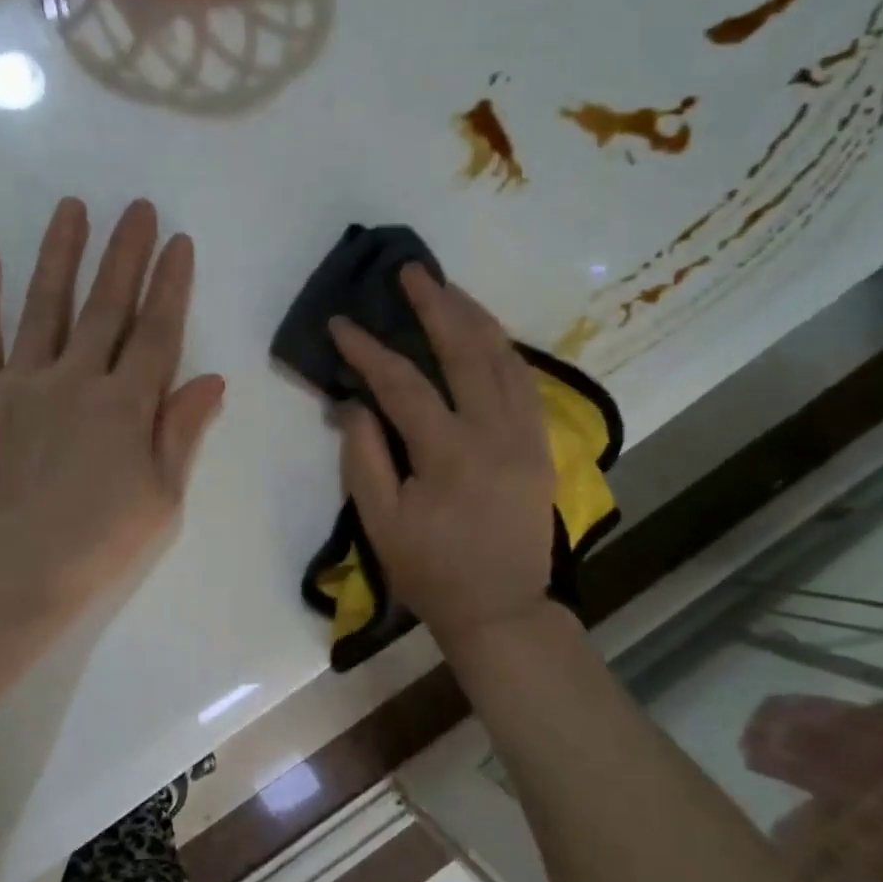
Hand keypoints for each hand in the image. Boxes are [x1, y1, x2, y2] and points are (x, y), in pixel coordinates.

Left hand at [0, 197, 224, 617]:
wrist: (8, 574)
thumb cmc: (95, 543)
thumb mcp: (160, 497)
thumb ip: (181, 431)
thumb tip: (212, 378)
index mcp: (125, 405)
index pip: (157, 331)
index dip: (170, 284)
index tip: (178, 242)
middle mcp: (76, 379)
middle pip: (107, 305)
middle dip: (125, 253)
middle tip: (137, 207)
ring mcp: (22, 382)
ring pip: (45, 305)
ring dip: (60, 254)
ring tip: (72, 208)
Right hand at [330, 266, 556, 650]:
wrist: (501, 609)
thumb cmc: (431, 572)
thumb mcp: (381, 523)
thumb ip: (364, 457)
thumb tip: (352, 403)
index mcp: (449, 454)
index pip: (402, 384)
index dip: (368, 351)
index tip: (341, 324)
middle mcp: (494, 433)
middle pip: (465, 352)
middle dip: (435, 306)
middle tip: (411, 272)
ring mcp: (526, 436)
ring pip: (503, 358)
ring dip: (474, 317)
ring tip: (448, 288)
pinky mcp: (541, 445)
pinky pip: (526, 382)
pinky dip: (504, 349)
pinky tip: (486, 333)